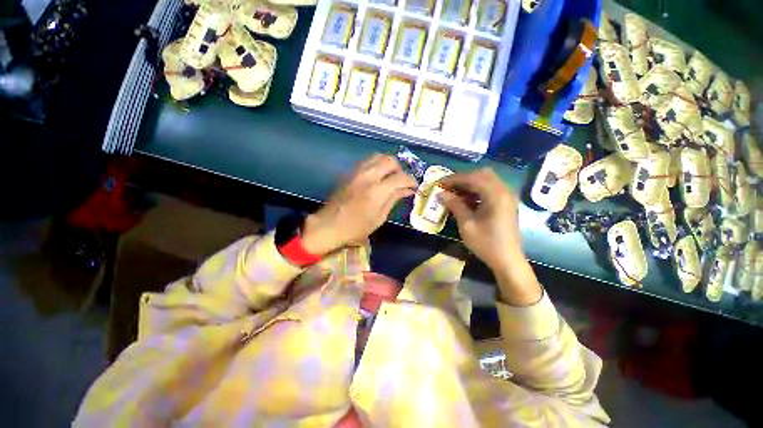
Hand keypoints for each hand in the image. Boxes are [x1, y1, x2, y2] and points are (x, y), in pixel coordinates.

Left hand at [301, 154, 416, 254]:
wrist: (328, 225)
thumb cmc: (356, 228)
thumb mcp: (379, 217)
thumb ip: (394, 199)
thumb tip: (408, 190)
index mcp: (376, 191)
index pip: (400, 178)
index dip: (411, 180)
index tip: (414, 186)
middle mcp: (367, 176)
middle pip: (390, 161)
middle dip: (400, 169)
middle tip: (402, 181)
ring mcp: (356, 172)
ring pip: (378, 156)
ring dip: (388, 164)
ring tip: (390, 176)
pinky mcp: (349, 172)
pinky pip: (367, 160)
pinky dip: (377, 164)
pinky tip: (378, 176)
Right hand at [439, 168, 541, 304]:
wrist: (507, 260)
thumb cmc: (486, 243)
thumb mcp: (467, 224)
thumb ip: (455, 205)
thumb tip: (442, 193)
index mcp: (495, 195)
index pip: (472, 178)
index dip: (454, 179)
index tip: (440, 183)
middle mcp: (504, 191)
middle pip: (482, 174)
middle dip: (463, 178)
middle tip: (448, 187)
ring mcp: (507, 196)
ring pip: (487, 180)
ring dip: (470, 183)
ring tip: (455, 193)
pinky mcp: (506, 202)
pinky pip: (490, 188)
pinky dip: (477, 190)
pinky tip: (467, 199)